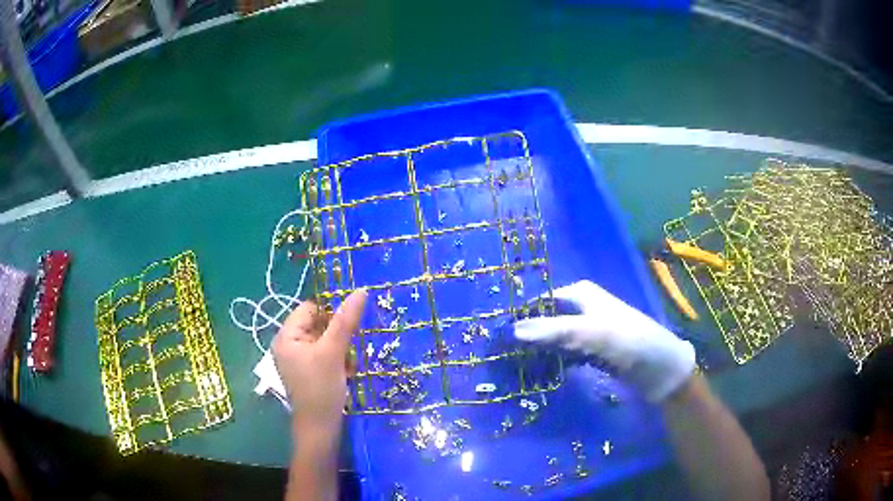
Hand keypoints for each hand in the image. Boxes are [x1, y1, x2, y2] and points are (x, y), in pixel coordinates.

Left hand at [272, 289, 367, 431]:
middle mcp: (289, 345)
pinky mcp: (310, 372)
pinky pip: (325, 354)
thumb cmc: (321, 389)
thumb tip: (360, 291)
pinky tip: (348, 370)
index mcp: (287, 337)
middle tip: (354, 342)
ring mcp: (299, 360)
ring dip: (341, 346)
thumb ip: (345, 321)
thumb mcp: (333, 352)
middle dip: (338, 332)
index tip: (353, 318)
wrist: (321, 428)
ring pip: (325, 340)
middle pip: (317, 324)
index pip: (309, 308)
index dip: (331, 309)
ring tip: (351, 360)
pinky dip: (339, 358)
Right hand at [514, 280, 694, 401]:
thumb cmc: (629, 341)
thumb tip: (512, 330)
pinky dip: (551, 363)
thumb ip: (553, 331)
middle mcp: (580, 308)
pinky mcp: (591, 351)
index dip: (519, 318)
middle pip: (544, 321)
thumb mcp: (592, 332)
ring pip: (552, 339)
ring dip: (537, 352)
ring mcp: (586, 330)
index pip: (540, 302)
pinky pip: (563, 354)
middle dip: (526, 337)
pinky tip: (539, 375)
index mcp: (580, 294)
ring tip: (515, 369)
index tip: (497, 338)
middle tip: (502, 358)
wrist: (660, 368)